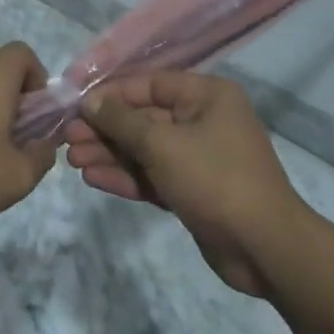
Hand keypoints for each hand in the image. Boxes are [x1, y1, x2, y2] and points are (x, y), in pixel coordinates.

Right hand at [62, 71, 304, 296]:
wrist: (265, 249)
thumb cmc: (215, 179)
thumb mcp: (162, 144)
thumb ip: (121, 121)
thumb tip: (89, 101)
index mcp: (206, 96)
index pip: (149, 84)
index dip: (111, 94)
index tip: (76, 105)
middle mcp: (203, 120)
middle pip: (143, 118)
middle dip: (105, 129)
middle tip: (68, 138)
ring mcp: (198, 157)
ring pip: (145, 149)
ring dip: (110, 154)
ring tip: (72, 160)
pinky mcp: (192, 190)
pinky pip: (153, 175)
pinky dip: (126, 176)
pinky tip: (94, 179)